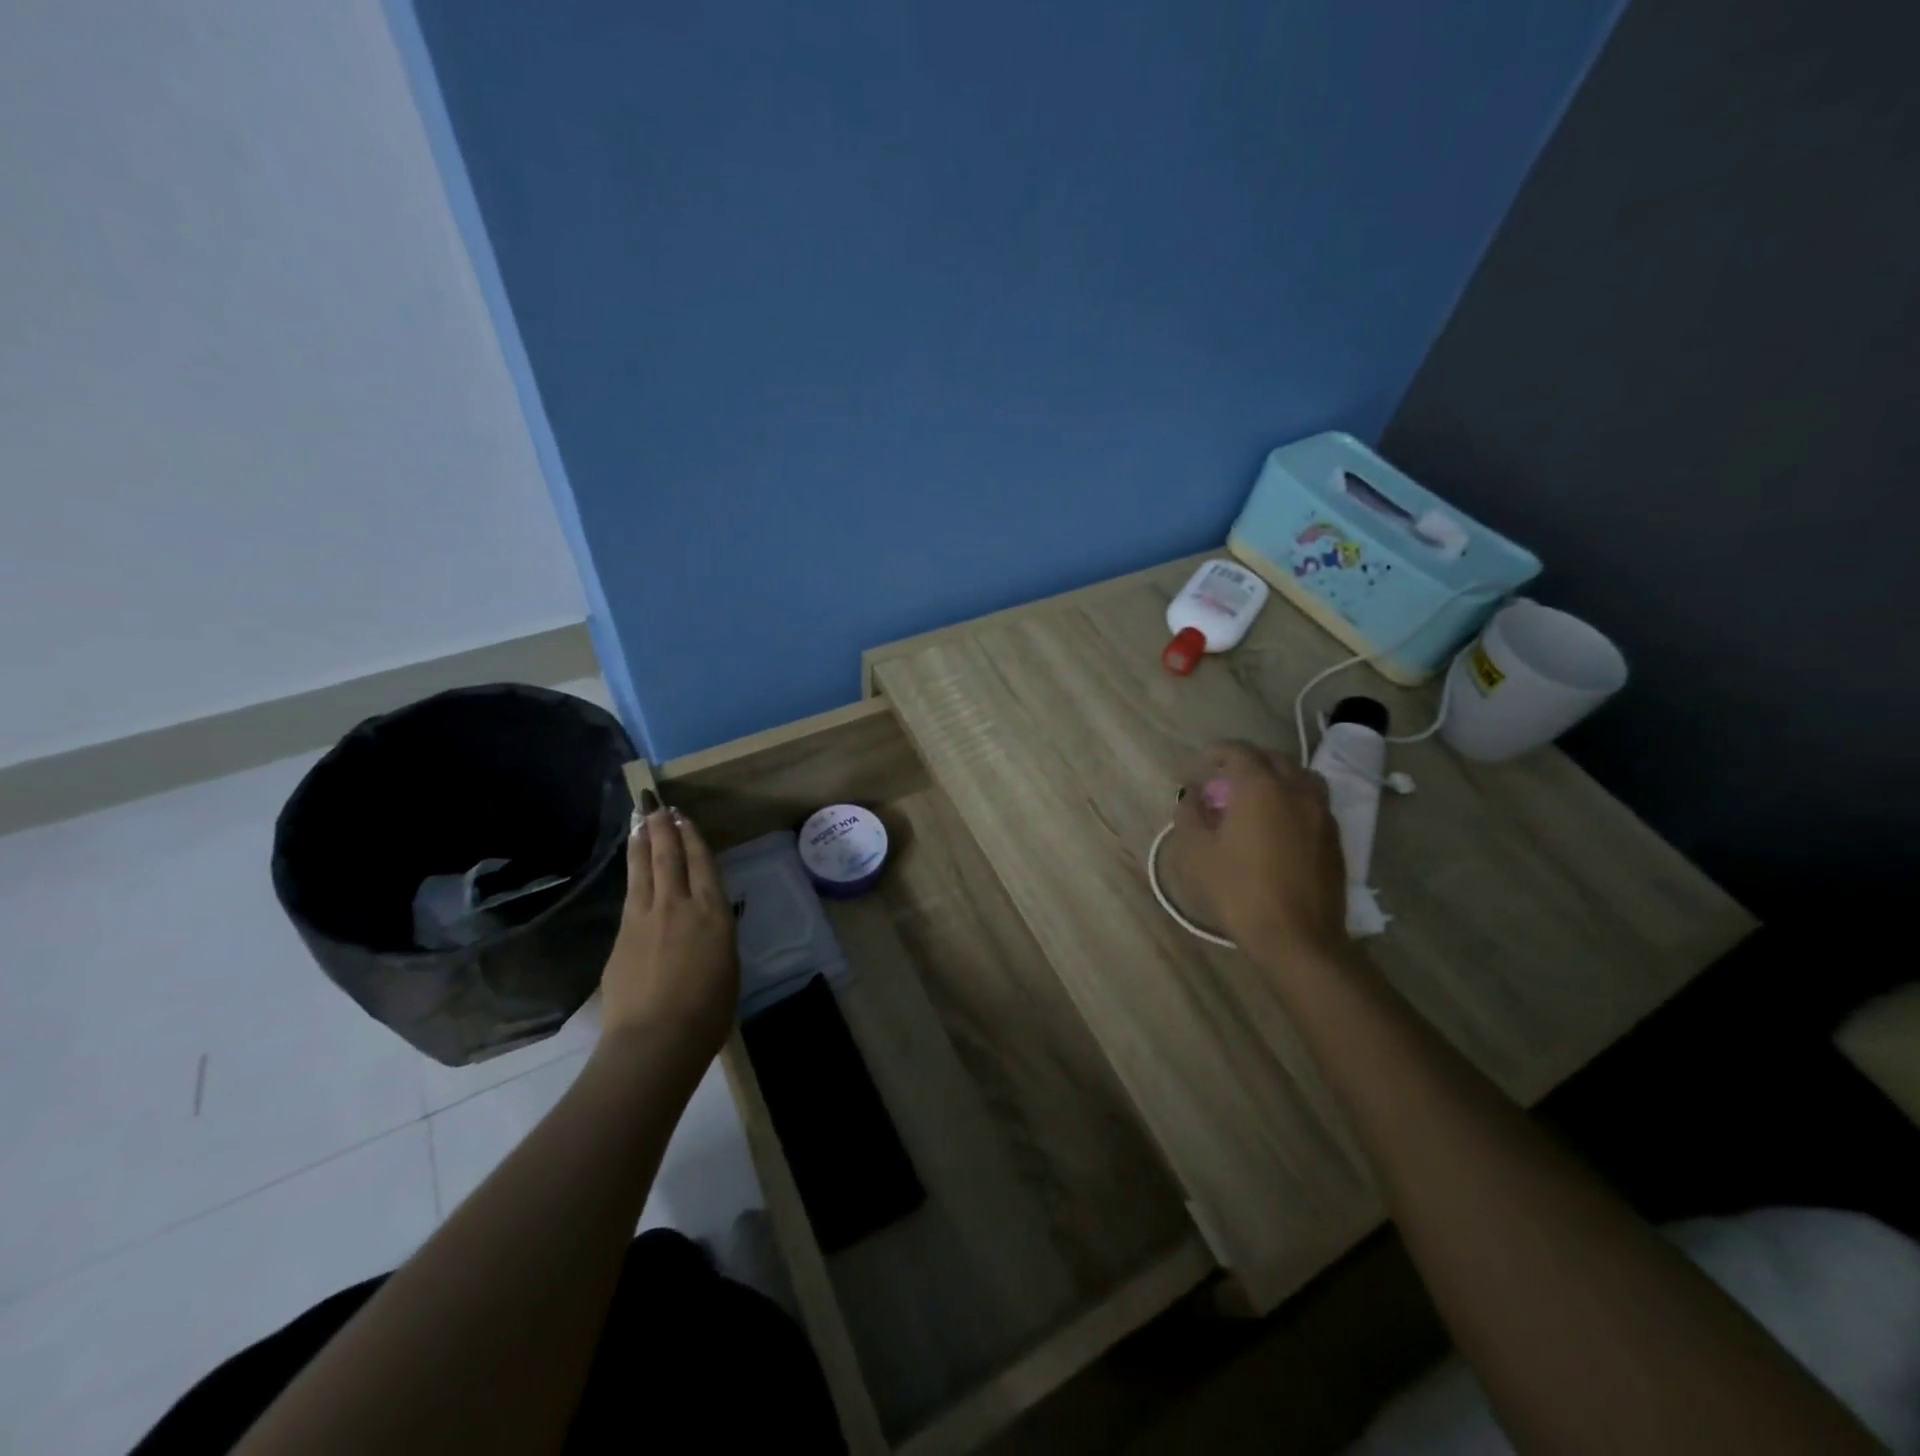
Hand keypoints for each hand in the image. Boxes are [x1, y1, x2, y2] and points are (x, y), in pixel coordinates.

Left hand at [598, 794, 737, 1064]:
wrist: (655, 1040)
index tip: (683, 818)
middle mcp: (678, 905)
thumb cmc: (707, 1011)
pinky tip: (632, 869)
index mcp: (713, 912)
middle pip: (669, 857)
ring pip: (643, 869)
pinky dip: (632, 873)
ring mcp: (645, 918)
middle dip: (663, 828)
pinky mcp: (621, 936)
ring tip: (640, 821)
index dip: (692, 837)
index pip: (701, 863)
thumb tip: (706, 922)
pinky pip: (629, 894)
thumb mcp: (728, 965)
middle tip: (657, 805)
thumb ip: (716, 935)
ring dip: (642, 842)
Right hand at [1173, 741, 1348, 962]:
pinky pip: (1313, 801)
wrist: (1299, 938)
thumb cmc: (1240, 891)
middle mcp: (1296, 789)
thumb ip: (1190, 814)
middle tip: (1226, 779)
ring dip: (1277, 776)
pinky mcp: (1335, 836)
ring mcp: (1321, 812)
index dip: (1218, 751)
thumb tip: (1192, 793)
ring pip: (1300, 776)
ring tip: (1258, 796)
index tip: (1203, 761)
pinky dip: (1293, 798)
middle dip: (1248, 761)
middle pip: (1273, 758)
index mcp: (1261, 787)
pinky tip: (1279, 823)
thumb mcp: (1199, 853)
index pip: (1239, 751)